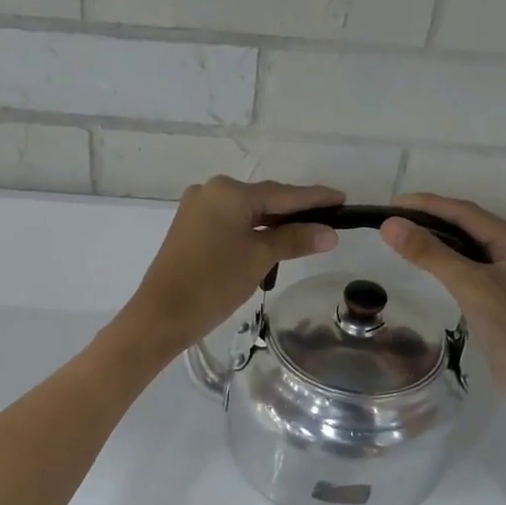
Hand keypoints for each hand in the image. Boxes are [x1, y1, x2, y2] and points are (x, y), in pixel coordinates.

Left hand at [118, 177, 342, 358]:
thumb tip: (329, 233)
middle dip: (295, 210)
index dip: (315, 198)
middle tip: (329, 219)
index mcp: (229, 191)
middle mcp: (211, 191)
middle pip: (264, 198)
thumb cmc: (214, 282)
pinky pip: (230, 222)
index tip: (343, 199)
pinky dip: (253, 230)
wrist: (162, 314)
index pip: (283, 193)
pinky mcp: (190, 228)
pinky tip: (271, 239)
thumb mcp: (260, 258)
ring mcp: (197, 209)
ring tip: (306, 232)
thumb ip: (295, 240)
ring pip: (246, 211)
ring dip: (274, 222)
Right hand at [379, 193, 505, 422]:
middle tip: (393, 219)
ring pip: (472, 248)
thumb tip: (390, 224)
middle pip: (470, 227)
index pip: (468, 213)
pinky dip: (451, 262)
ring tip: (405, 237)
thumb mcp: (469, 286)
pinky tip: (431, 264)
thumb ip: (430, 253)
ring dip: (440, 241)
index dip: (428, 204)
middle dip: (432, 220)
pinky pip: (474, 268)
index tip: (392, 203)